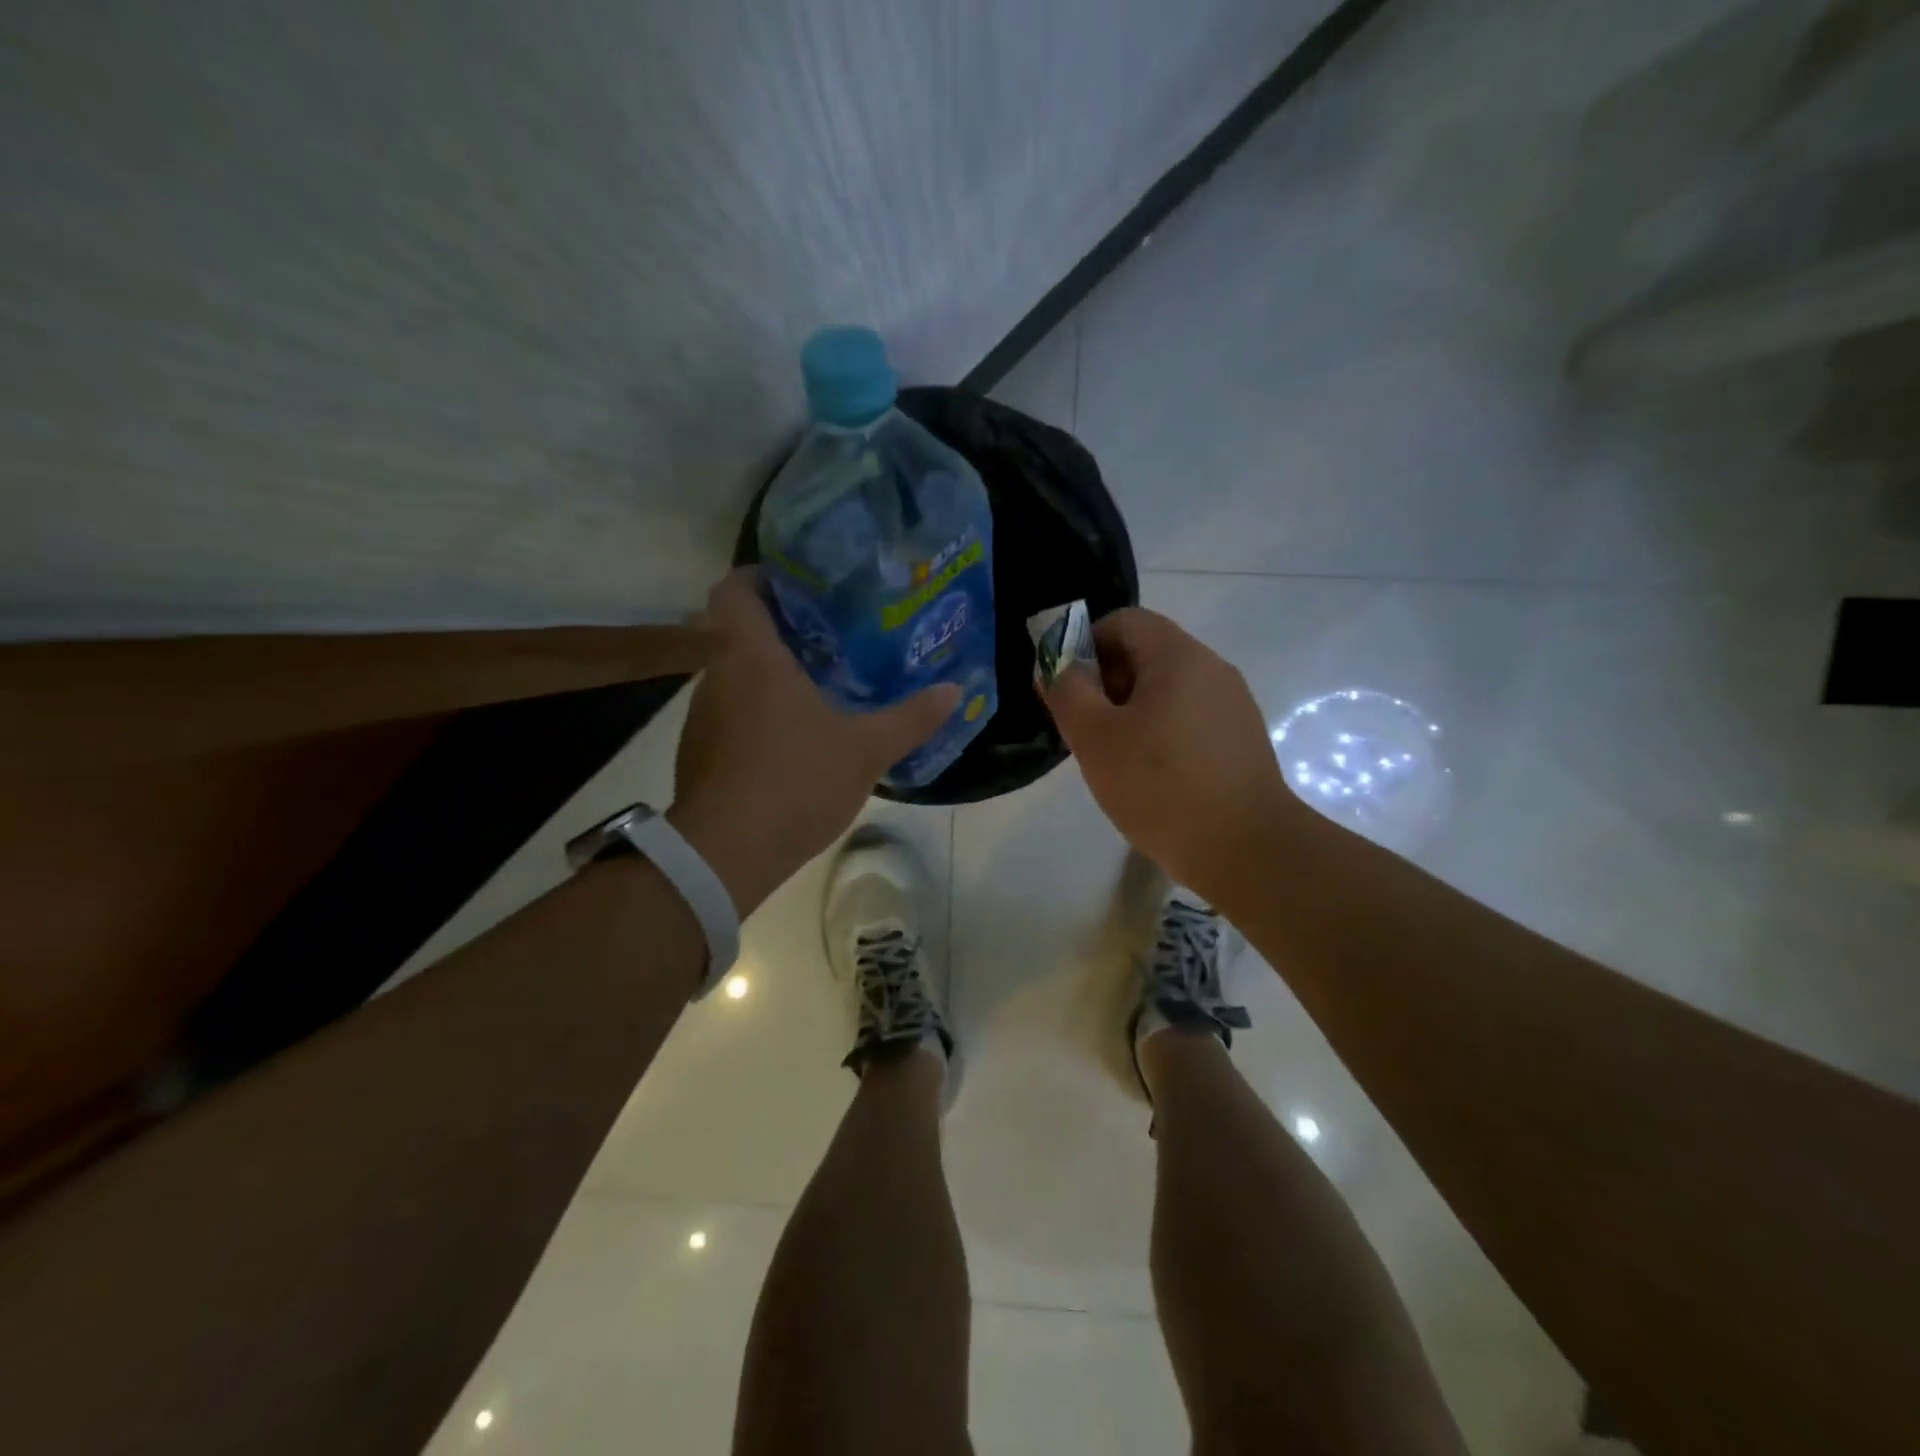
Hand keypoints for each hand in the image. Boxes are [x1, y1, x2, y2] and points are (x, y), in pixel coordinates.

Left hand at [667, 568, 959, 915]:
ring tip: (815, 684)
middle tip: (827, 635)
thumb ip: (910, 718)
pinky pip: (729, 713)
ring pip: (732, 675)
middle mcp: (716, 675)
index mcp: (750, 656)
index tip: (801, 586)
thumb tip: (955, 691)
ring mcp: (701, 716)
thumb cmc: (795, 781)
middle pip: (736, 631)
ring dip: (766, 674)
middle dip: (778, 630)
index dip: (762, 577)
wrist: (725, 854)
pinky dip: (755, 712)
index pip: (736, 588)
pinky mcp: (698, 753)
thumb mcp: (865, 749)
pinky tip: (791, 737)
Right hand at [1037, 608, 1300, 902]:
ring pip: (1168, 689)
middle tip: (1086, 729)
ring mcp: (1233, 704)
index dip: (1085, 645)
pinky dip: (1162, 732)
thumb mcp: (1095, 738)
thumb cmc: (1160, 786)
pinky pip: (1190, 717)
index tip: (1069, 691)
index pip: (1124, 621)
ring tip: (1117, 759)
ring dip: (1132, 711)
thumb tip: (1052, 662)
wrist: (1246, 849)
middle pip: (1147, 653)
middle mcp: (1212, 668)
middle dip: (1107, 682)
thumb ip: (1066, 691)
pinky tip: (1153, 777)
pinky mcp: (1242, 739)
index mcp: (1178, 656)